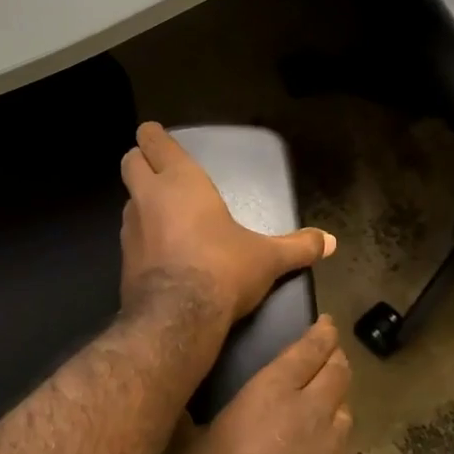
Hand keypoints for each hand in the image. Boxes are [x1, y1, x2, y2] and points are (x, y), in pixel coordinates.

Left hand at [120, 122, 335, 321]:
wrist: (177, 317)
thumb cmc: (223, 269)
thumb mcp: (268, 258)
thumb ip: (298, 247)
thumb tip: (330, 242)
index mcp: (181, 182)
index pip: (154, 143)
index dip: (153, 136)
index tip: (154, 135)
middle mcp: (148, 198)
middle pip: (130, 162)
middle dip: (139, 160)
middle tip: (157, 169)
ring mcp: (130, 229)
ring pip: (128, 201)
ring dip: (141, 201)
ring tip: (164, 213)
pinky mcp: (123, 260)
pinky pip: (130, 236)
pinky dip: (142, 237)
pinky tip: (161, 252)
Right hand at [169, 316, 354, 453]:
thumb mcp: (185, 449)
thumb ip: (187, 414)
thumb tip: (173, 394)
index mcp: (273, 392)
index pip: (310, 349)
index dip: (322, 333)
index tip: (326, 324)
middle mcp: (311, 410)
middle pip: (338, 371)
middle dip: (335, 357)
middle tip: (326, 356)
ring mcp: (334, 447)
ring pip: (346, 408)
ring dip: (336, 399)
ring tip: (324, 404)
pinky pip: (346, 449)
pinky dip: (336, 442)